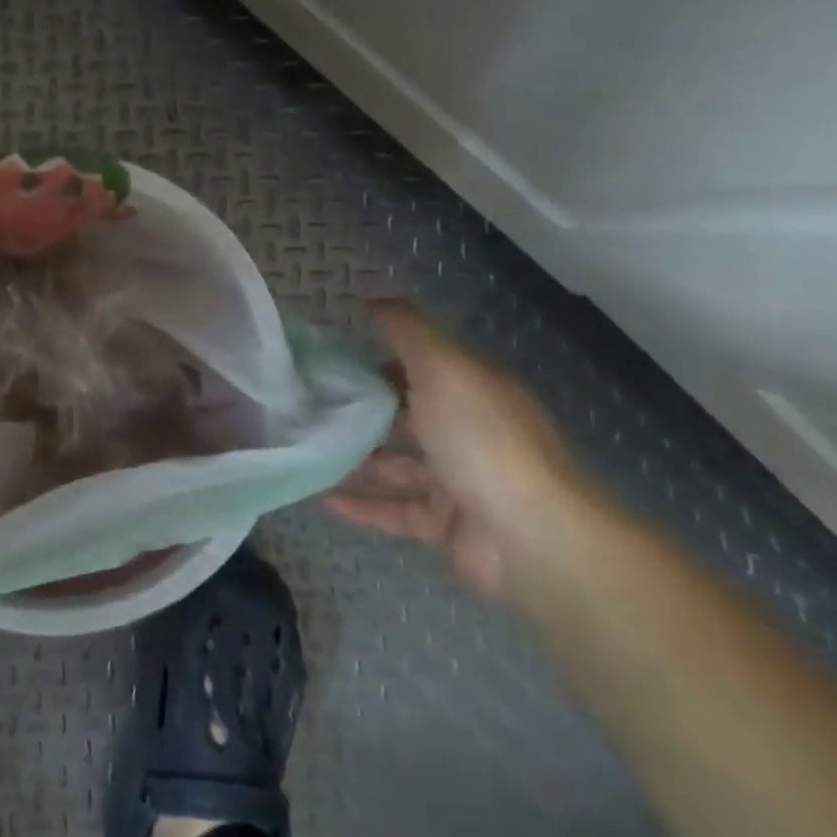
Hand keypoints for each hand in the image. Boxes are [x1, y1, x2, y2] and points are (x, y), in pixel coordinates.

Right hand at [326, 300, 589, 598]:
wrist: (530, 536)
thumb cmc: (481, 439)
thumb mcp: (442, 367)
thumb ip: (407, 331)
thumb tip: (374, 300)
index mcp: (473, 391)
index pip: (422, 368)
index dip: (378, 361)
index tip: (330, 362)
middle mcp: (468, 432)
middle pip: (406, 416)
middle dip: (360, 412)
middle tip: (306, 407)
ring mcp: (458, 480)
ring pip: (395, 465)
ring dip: (354, 460)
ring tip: (306, 452)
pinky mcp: (447, 524)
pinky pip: (396, 509)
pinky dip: (362, 504)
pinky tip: (323, 497)